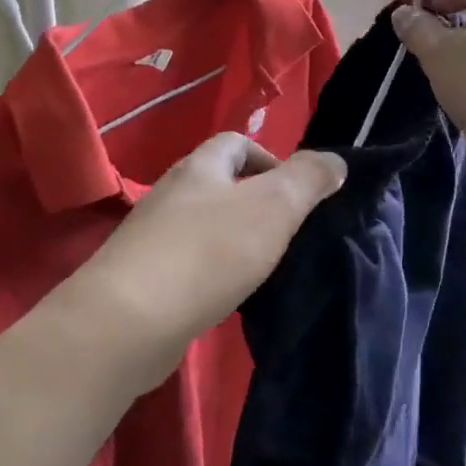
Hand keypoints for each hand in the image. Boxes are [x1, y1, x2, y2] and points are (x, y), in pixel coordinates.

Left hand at [50, 134, 346, 398]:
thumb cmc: (208, 252)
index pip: (236, 143)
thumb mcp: (274, 207)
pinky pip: (191, 264)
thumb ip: (308, 179)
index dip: (270, 159)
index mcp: (199, 168)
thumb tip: (335, 161)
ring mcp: (154, 238)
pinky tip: (231, 298)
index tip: (297, 195)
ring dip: (237, 241)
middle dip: (257, 204)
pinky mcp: (146, 279)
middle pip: (220, 186)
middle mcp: (172, 195)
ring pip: (206, 227)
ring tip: (266, 269)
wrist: (129, 322)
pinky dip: (215, 274)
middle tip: (288, 235)